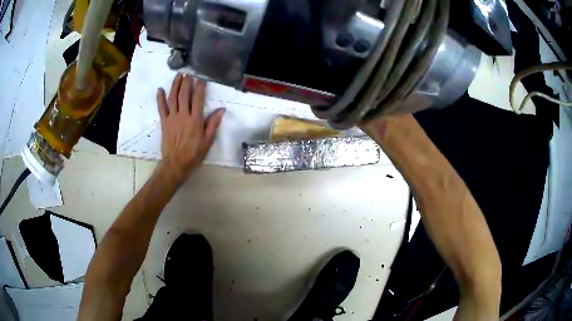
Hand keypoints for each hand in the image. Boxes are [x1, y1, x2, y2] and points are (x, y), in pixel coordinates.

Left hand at [156, 73, 224, 180]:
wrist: (176, 164)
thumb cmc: (194, 154)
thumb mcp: (208, 141)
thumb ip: (213, 124)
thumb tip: (222, 109)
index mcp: (195, 120)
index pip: (198, 99)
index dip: (200, 87)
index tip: (202, 79)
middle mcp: (183, 115)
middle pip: (184, 95)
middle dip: (187, 82)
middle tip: (189, 73)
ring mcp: (172, 118)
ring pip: (173, 98)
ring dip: (175, 85)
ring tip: (178, 75)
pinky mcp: (164, 122)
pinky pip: (161, 108)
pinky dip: (160, 98)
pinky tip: (160, 89)